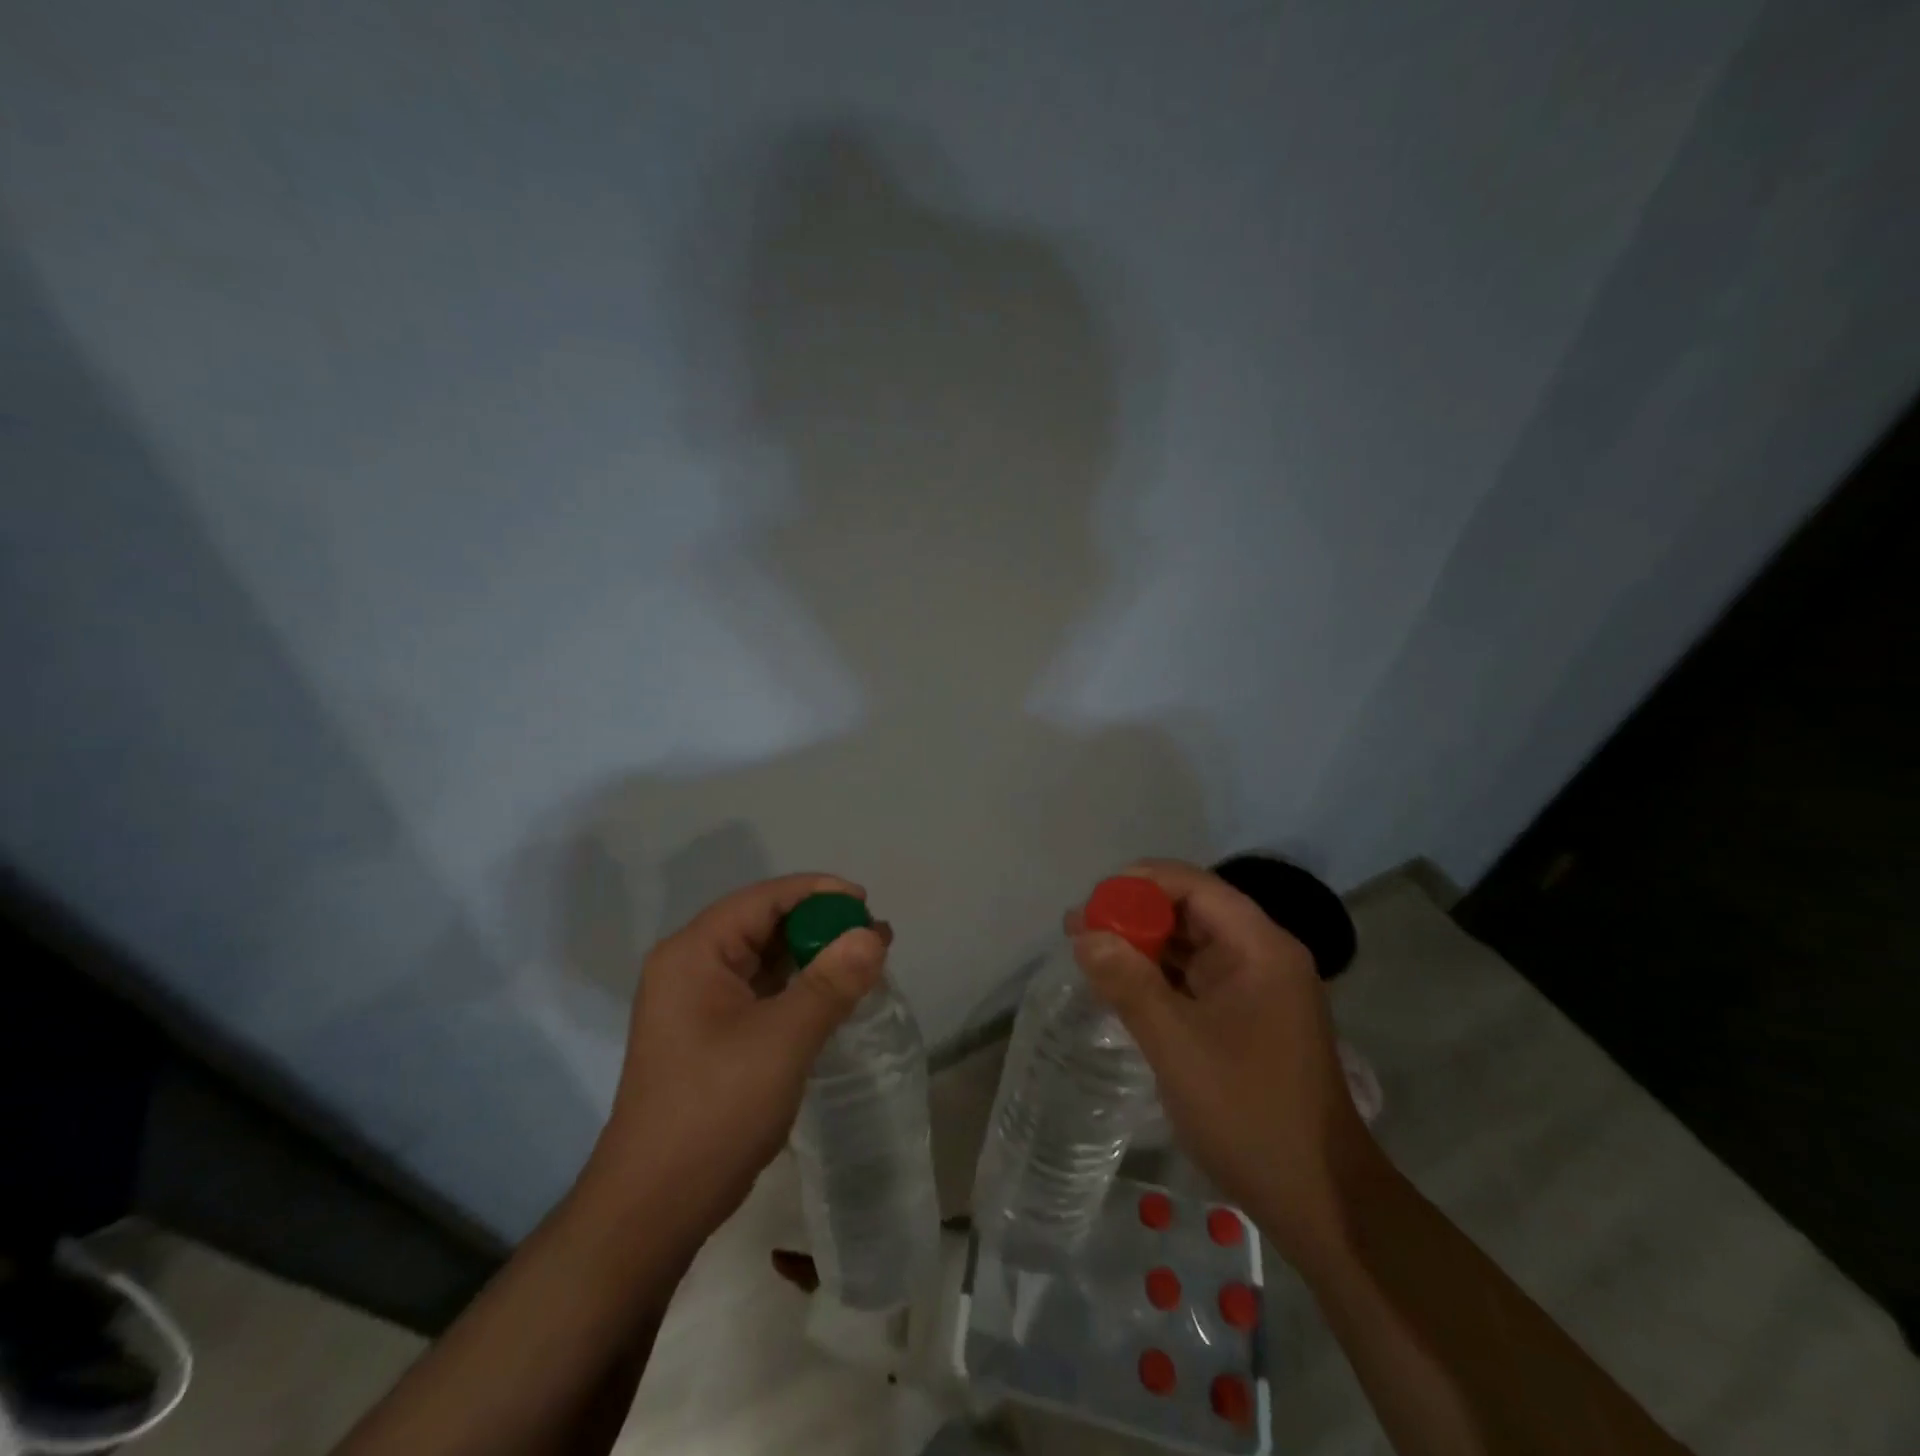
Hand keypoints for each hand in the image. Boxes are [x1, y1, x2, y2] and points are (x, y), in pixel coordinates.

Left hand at [584, 874, 888, 1244]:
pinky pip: (761, 991)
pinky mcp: (710, 1033)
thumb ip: (830, 983)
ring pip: (765, 959)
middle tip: (874, 937)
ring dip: (813, 956)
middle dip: (820, 925)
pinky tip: (834, 997)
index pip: (764, 900)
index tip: (867, 905)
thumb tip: (873, 936)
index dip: (818, 893)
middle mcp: (691, 966)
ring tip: (866, 961)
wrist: (653, 1209)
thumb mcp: (782, 1041)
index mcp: (695, 953)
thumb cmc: (714, 1112)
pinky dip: (799, 987)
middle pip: (764, 924)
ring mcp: (697, 1002)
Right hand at [1070, 859, 1376, 1263]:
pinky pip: (1196, 980)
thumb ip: (1128, 983)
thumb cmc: (1249, 1113)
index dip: (1140, 883)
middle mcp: (1262, 956)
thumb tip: (1084, 934)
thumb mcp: (1177, 1044)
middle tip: (1079, 928)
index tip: (1092, 901)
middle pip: (1192, 911)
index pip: (1195, 886)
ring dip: (1143, 945)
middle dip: (1135, 914)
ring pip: (1192, 946)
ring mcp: (1256, 989)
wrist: (1319, 1200)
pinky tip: (1121, 984)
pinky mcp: (1246, 1019)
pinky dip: (1158, 976)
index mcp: (1259, 948)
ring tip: (1087, 950)